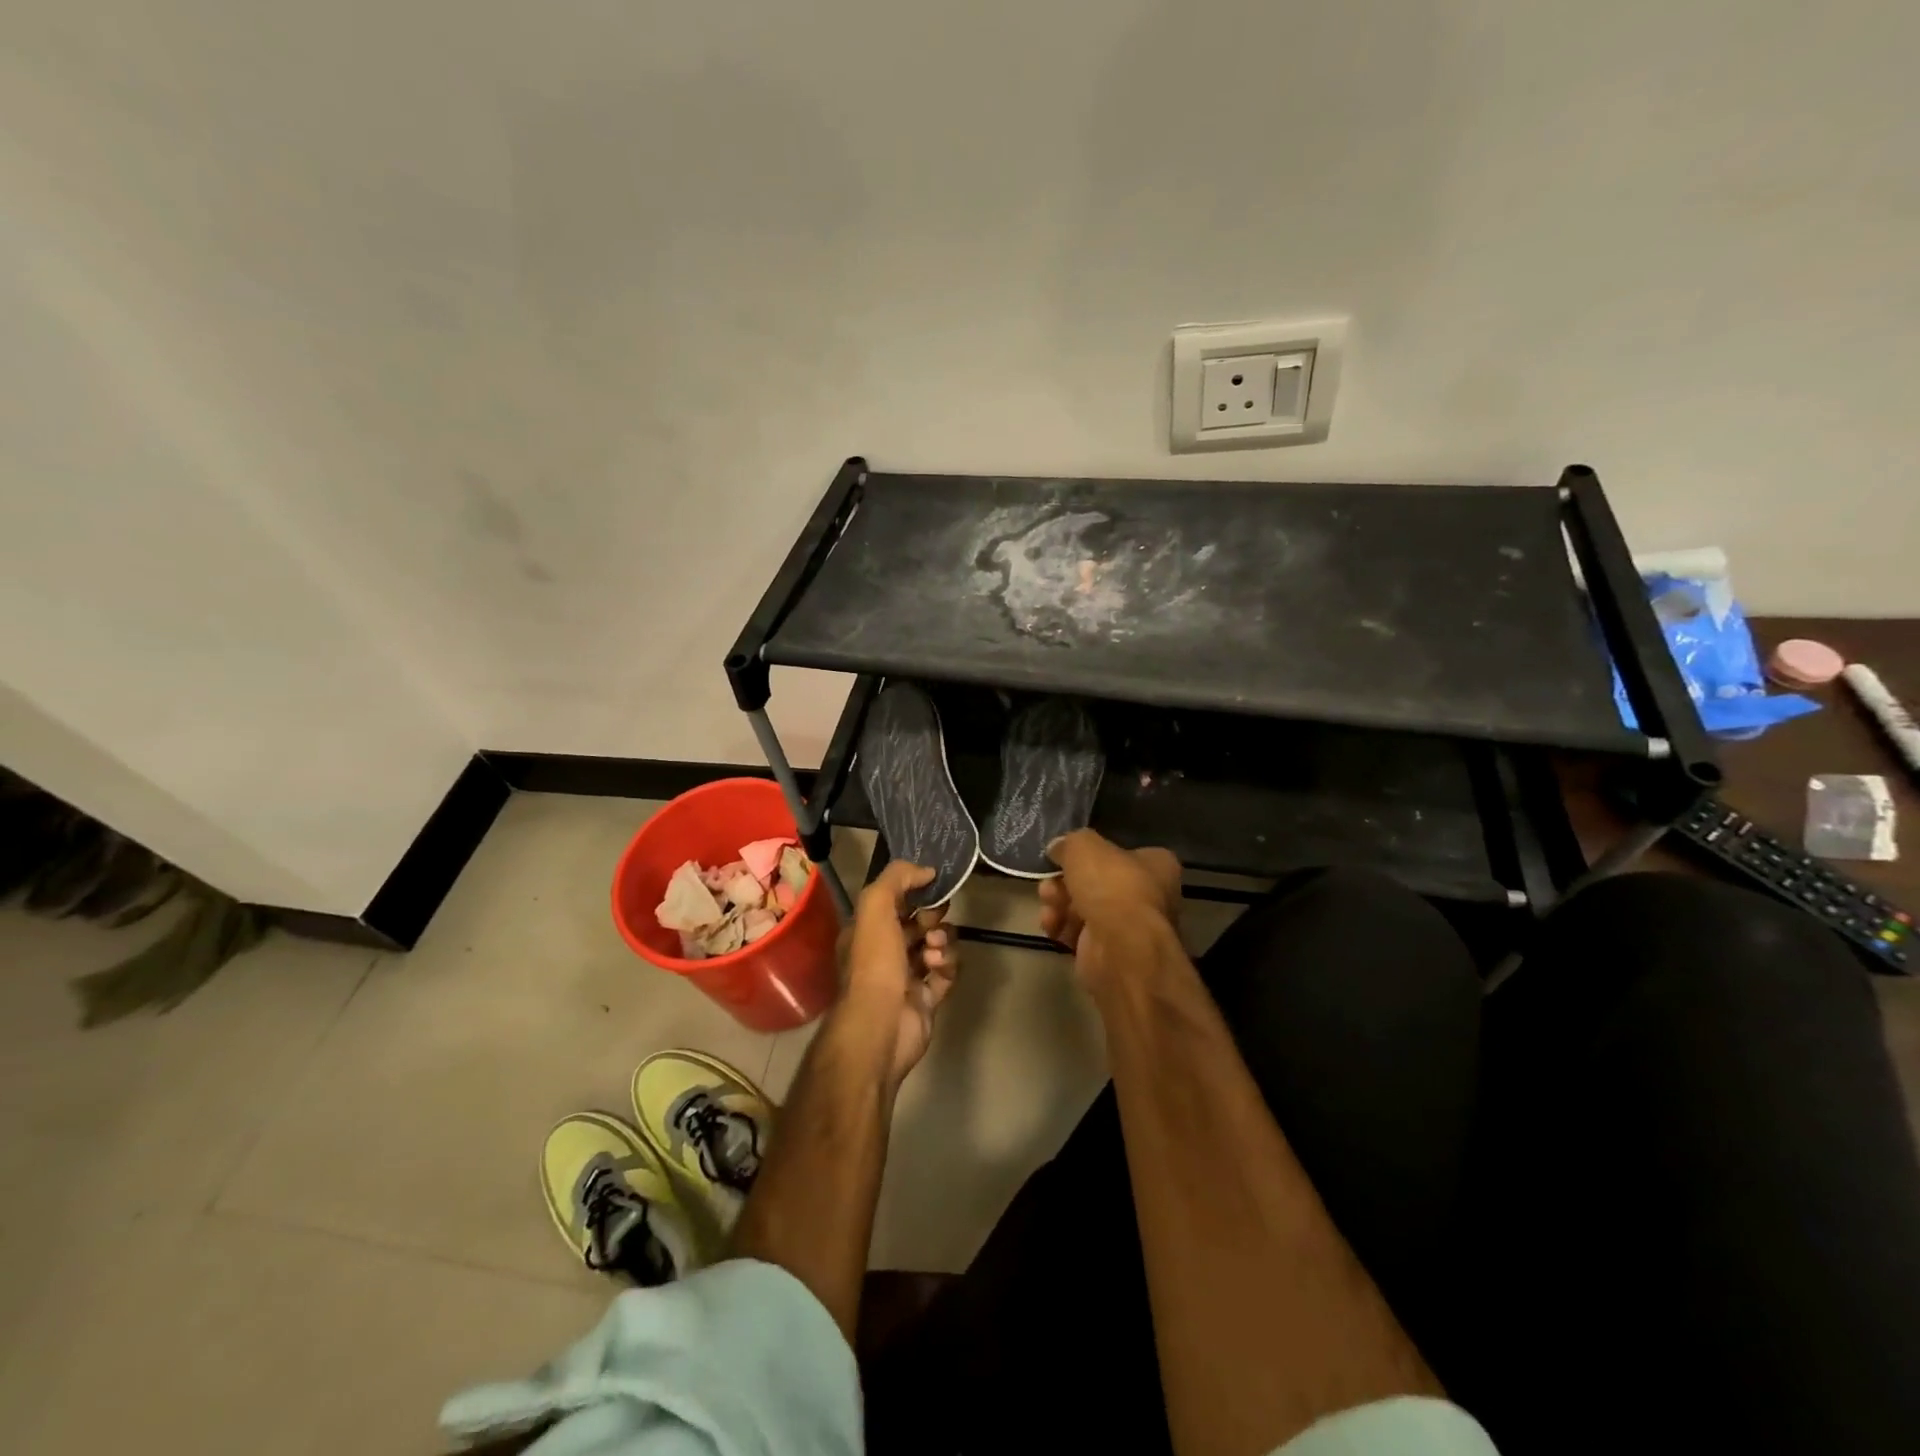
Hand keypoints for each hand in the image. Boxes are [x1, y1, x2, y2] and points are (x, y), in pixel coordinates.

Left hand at [842, 861, 958, 1088]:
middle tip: (934, 921)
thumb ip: (897, 878)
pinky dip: (947, 967)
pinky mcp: (927, 999)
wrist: (881, 1025)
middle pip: (918, 923)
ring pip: (935, 946)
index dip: (913, 891)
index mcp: (867, 931)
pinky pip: (946, 974)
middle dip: (932, 916)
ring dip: (941, 941)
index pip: (893, 902)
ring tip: (934, 949)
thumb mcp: (875, 906)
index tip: (932, 885)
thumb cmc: (874, 962)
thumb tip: (926, 870)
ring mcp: (906, 977)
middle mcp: (885, 952)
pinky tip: (939, 967)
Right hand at [1041, 830, 1182, 989]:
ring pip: (1083, 908)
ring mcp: (1130, 927)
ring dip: (1059, 904)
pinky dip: (1062, 928)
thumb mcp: (1084, 846)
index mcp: (1156, 865)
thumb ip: (1070, 843)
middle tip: (1048, 884)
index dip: (1090, 854)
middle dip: (1065, 882)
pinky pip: (1079, 934)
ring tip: (1048, 905)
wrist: (1120, 948)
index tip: (1064, 856)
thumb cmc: (1112, 887)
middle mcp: (1148, 895)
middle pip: (1096, 882)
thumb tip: (1058, 848)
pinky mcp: (1110, 953)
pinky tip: (1052, 925)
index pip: (1120, 853)